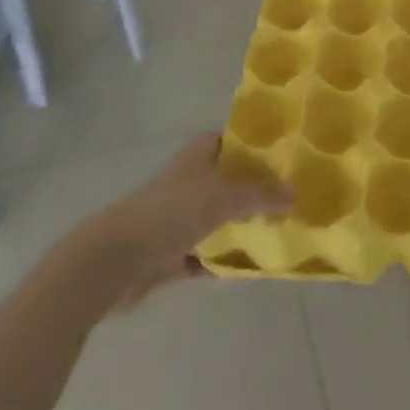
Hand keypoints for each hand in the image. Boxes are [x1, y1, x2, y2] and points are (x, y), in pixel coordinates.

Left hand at [92, 135, 291, 306]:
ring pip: (214, 220)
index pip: (222, 141)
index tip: (277, 155)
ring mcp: (174, 221)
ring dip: (237, 227)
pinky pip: (202, 256)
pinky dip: (220, 261)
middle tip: (285, 197)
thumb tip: (294, 195)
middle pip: (222, 181)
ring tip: (274, 231)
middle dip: (250, 189)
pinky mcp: (167, 256)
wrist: (115, 261)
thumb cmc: (169, 215)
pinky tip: (246, 268)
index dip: (246, 145)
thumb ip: (259, 195)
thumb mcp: (222, 197)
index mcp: (194, 161)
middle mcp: (185, 185)